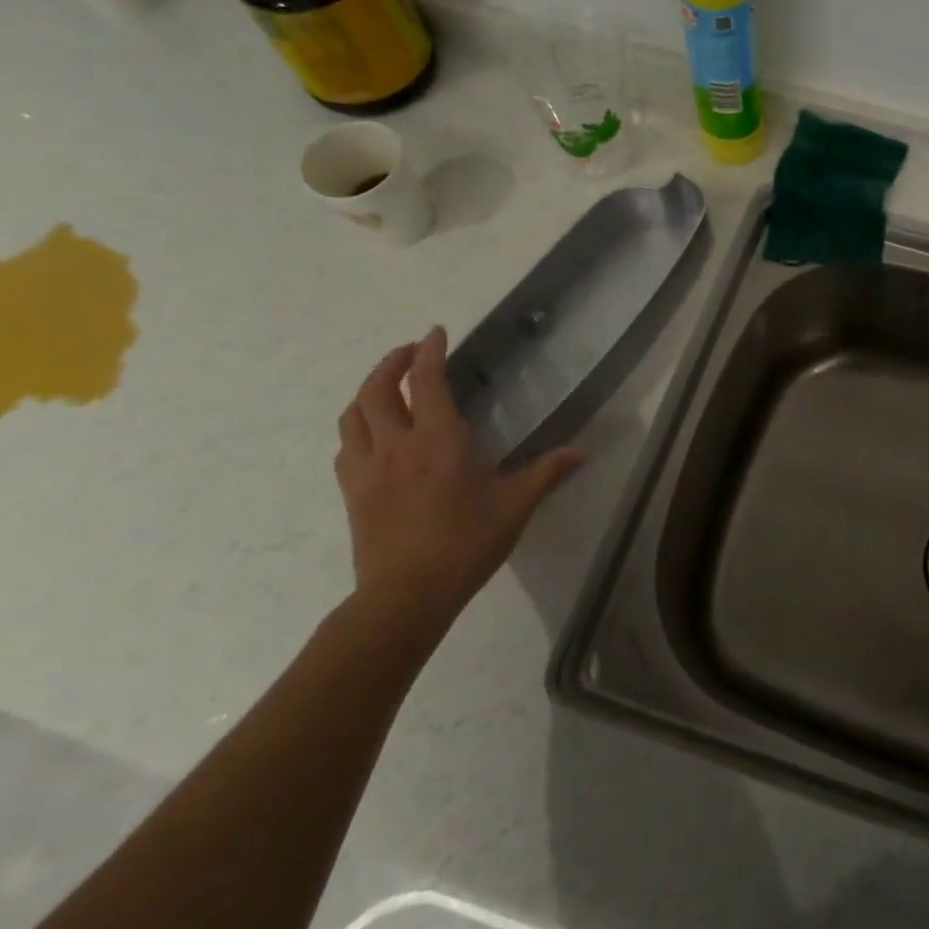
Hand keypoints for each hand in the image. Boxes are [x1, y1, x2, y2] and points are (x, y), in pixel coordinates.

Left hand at [334, 327, 582, 634]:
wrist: (405, 597)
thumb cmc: (465, 545)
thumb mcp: (515, 507)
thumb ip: (547, 473)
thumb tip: (582, 452)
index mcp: (438, 441)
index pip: (425, 381)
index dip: (429, 351)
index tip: (436, 332)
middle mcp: (396, 445)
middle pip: (377, 389)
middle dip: (392, 362)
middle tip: (410, 352)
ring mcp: (368, 469)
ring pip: (354, 414)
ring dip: (368, 391)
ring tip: (387, 387)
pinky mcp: (352, 492)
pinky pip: (347, 445)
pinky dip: (358, 426)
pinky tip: (373, 435)